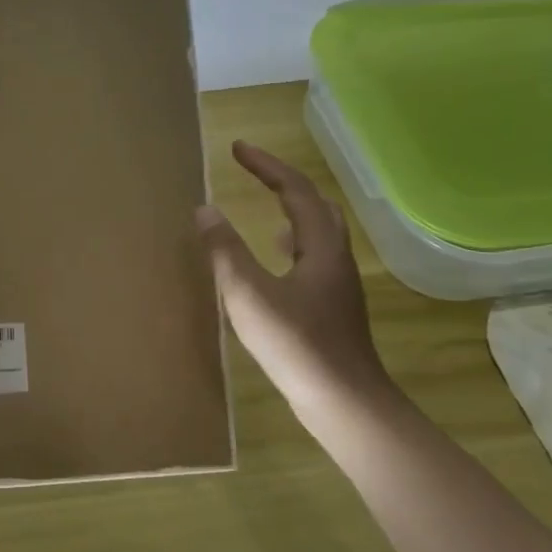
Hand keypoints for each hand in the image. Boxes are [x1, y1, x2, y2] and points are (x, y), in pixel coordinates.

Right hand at [197, 140, 391, 416]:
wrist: (345, 404)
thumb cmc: (296, 345)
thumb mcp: (248, 294)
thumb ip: (225, 250)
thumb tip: (205, 210)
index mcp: (320, 247)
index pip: (295, 190)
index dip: (266, 165)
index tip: (237, 148)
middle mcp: (336, 258)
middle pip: (316, 205)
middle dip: (284, 181)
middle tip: (254, 170)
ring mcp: (338, 285)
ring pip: (320, 232)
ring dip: (293, 210)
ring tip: (267, 206)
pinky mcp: (333, 307)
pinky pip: (314, 257)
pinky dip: (294, 243)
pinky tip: (277, 261)